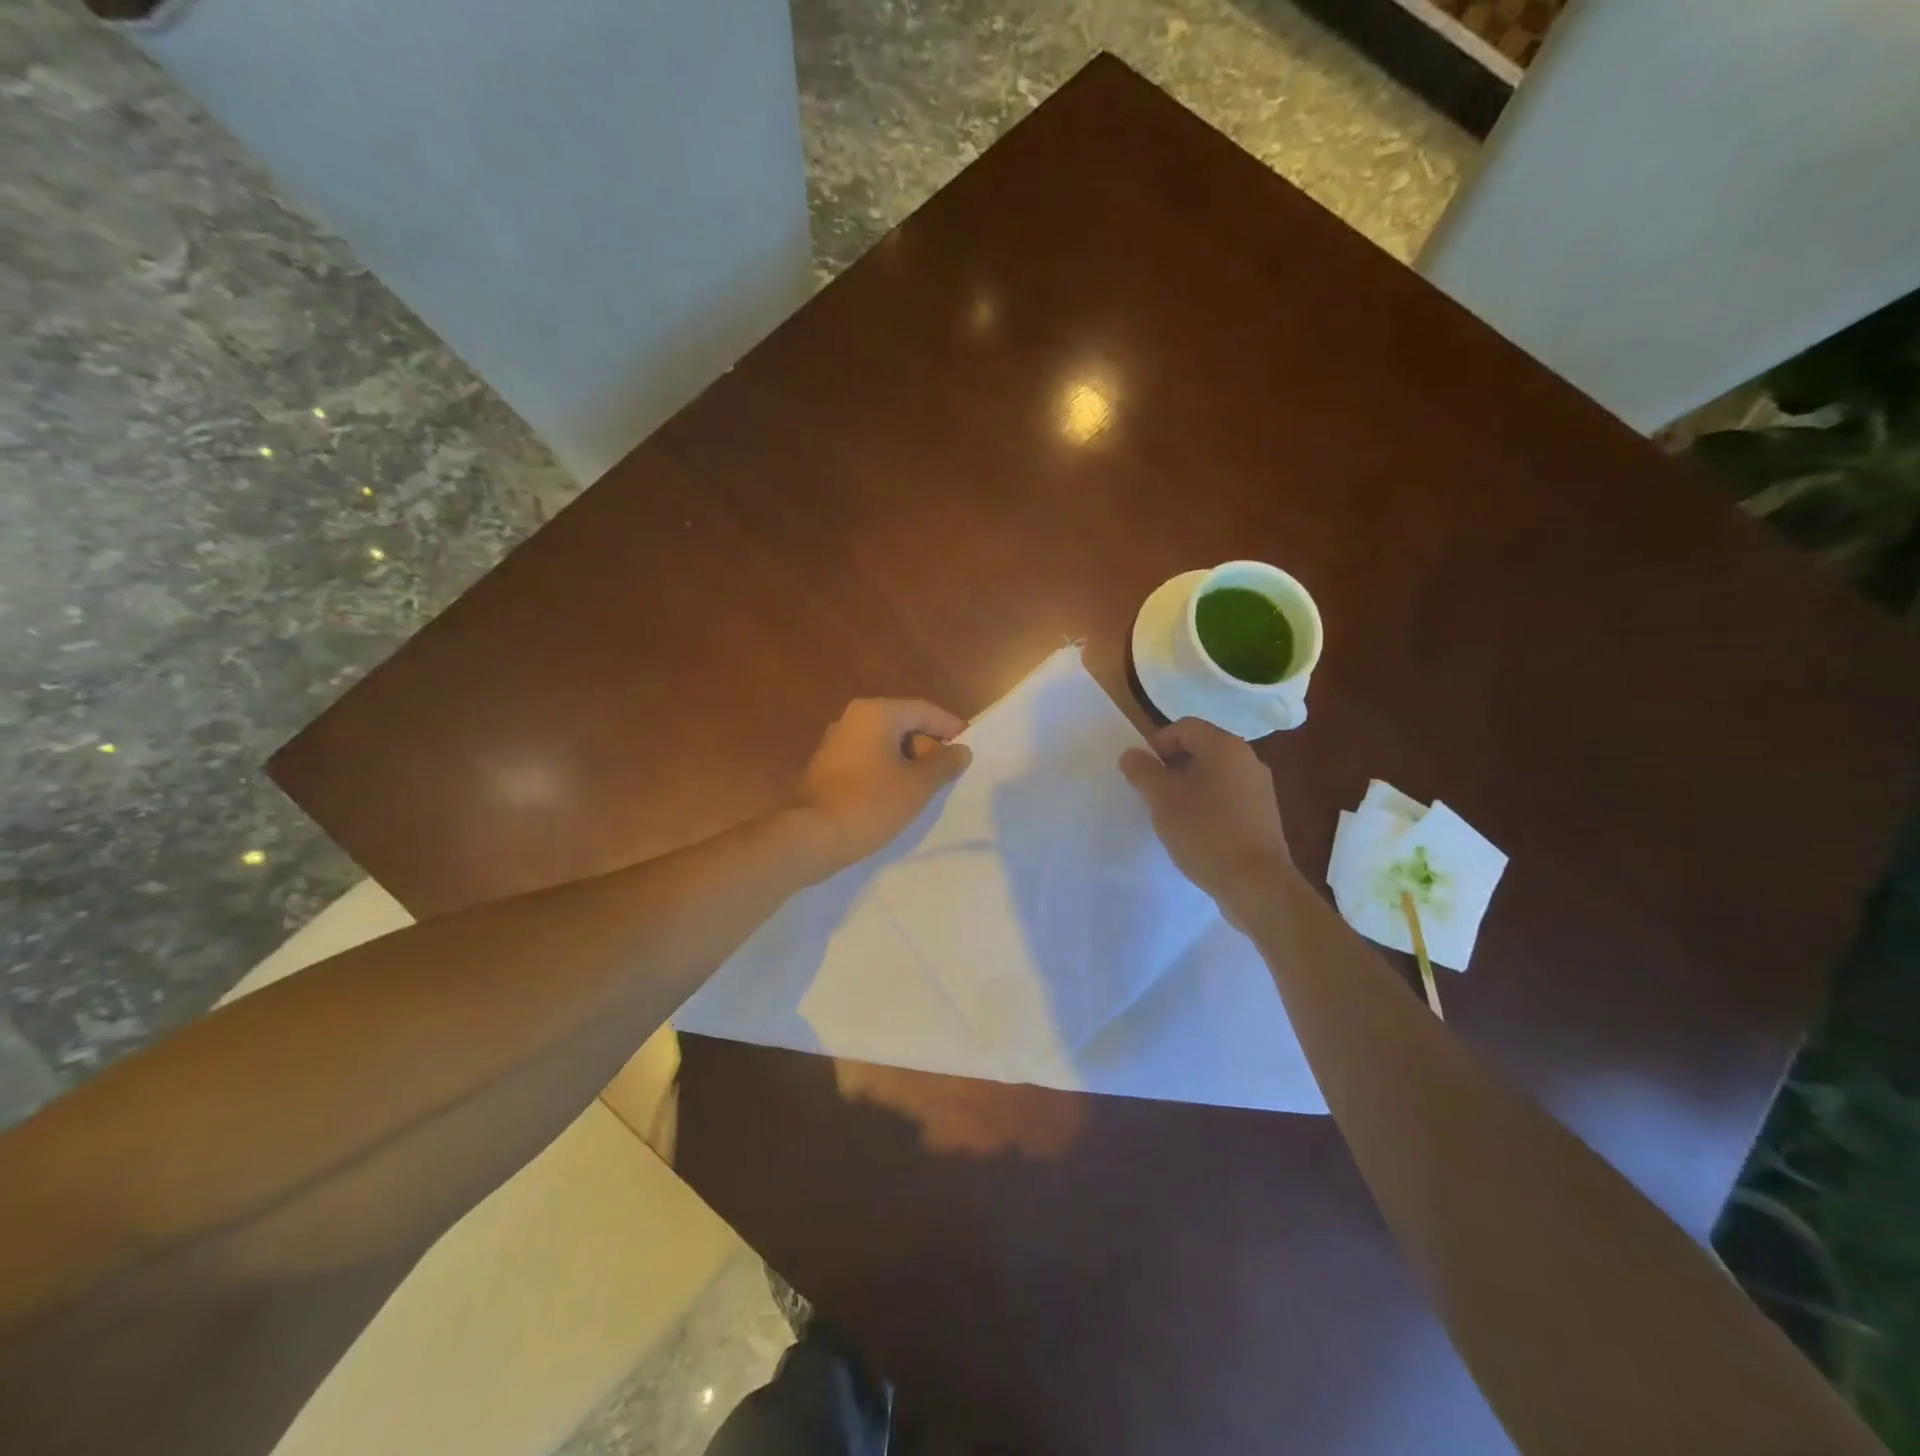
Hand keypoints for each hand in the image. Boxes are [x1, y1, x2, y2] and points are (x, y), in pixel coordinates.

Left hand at [789, 699, 972, 873]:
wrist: (811, 836)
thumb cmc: (869, 804)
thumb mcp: (917, 785)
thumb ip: (944, 763)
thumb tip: (961, 750)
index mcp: (877, 713)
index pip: (925, 711)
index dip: (951, 728)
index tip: (971, 748)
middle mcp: (854, 719)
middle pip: (904, 725)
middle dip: (929, 748)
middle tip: (948, 777)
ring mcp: (837, 742)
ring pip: (886, 744)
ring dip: (908, 763)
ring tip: (926, 791)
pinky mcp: (828, 766)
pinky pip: (868, 759)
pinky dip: (887, 772)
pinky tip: (897, 797)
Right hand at [1119, 718, 1294, 913]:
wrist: (1256, 883)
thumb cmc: (1205, 832)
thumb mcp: (1163, 800)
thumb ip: (1143, 772)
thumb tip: (1131, 754)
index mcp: (1225, 747)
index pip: (1185, 726)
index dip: (1158, 742)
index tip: (1142, 771)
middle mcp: (1248, 759)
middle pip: (1202, 748)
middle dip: (1172, 765)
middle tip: (1152, 792)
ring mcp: (1260, 788)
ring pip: (1215, 774)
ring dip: (1189, 786)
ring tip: (1171, 814)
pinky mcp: (1264, 815)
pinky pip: (1229, 796)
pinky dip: (1208, 803)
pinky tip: (1196, 831)